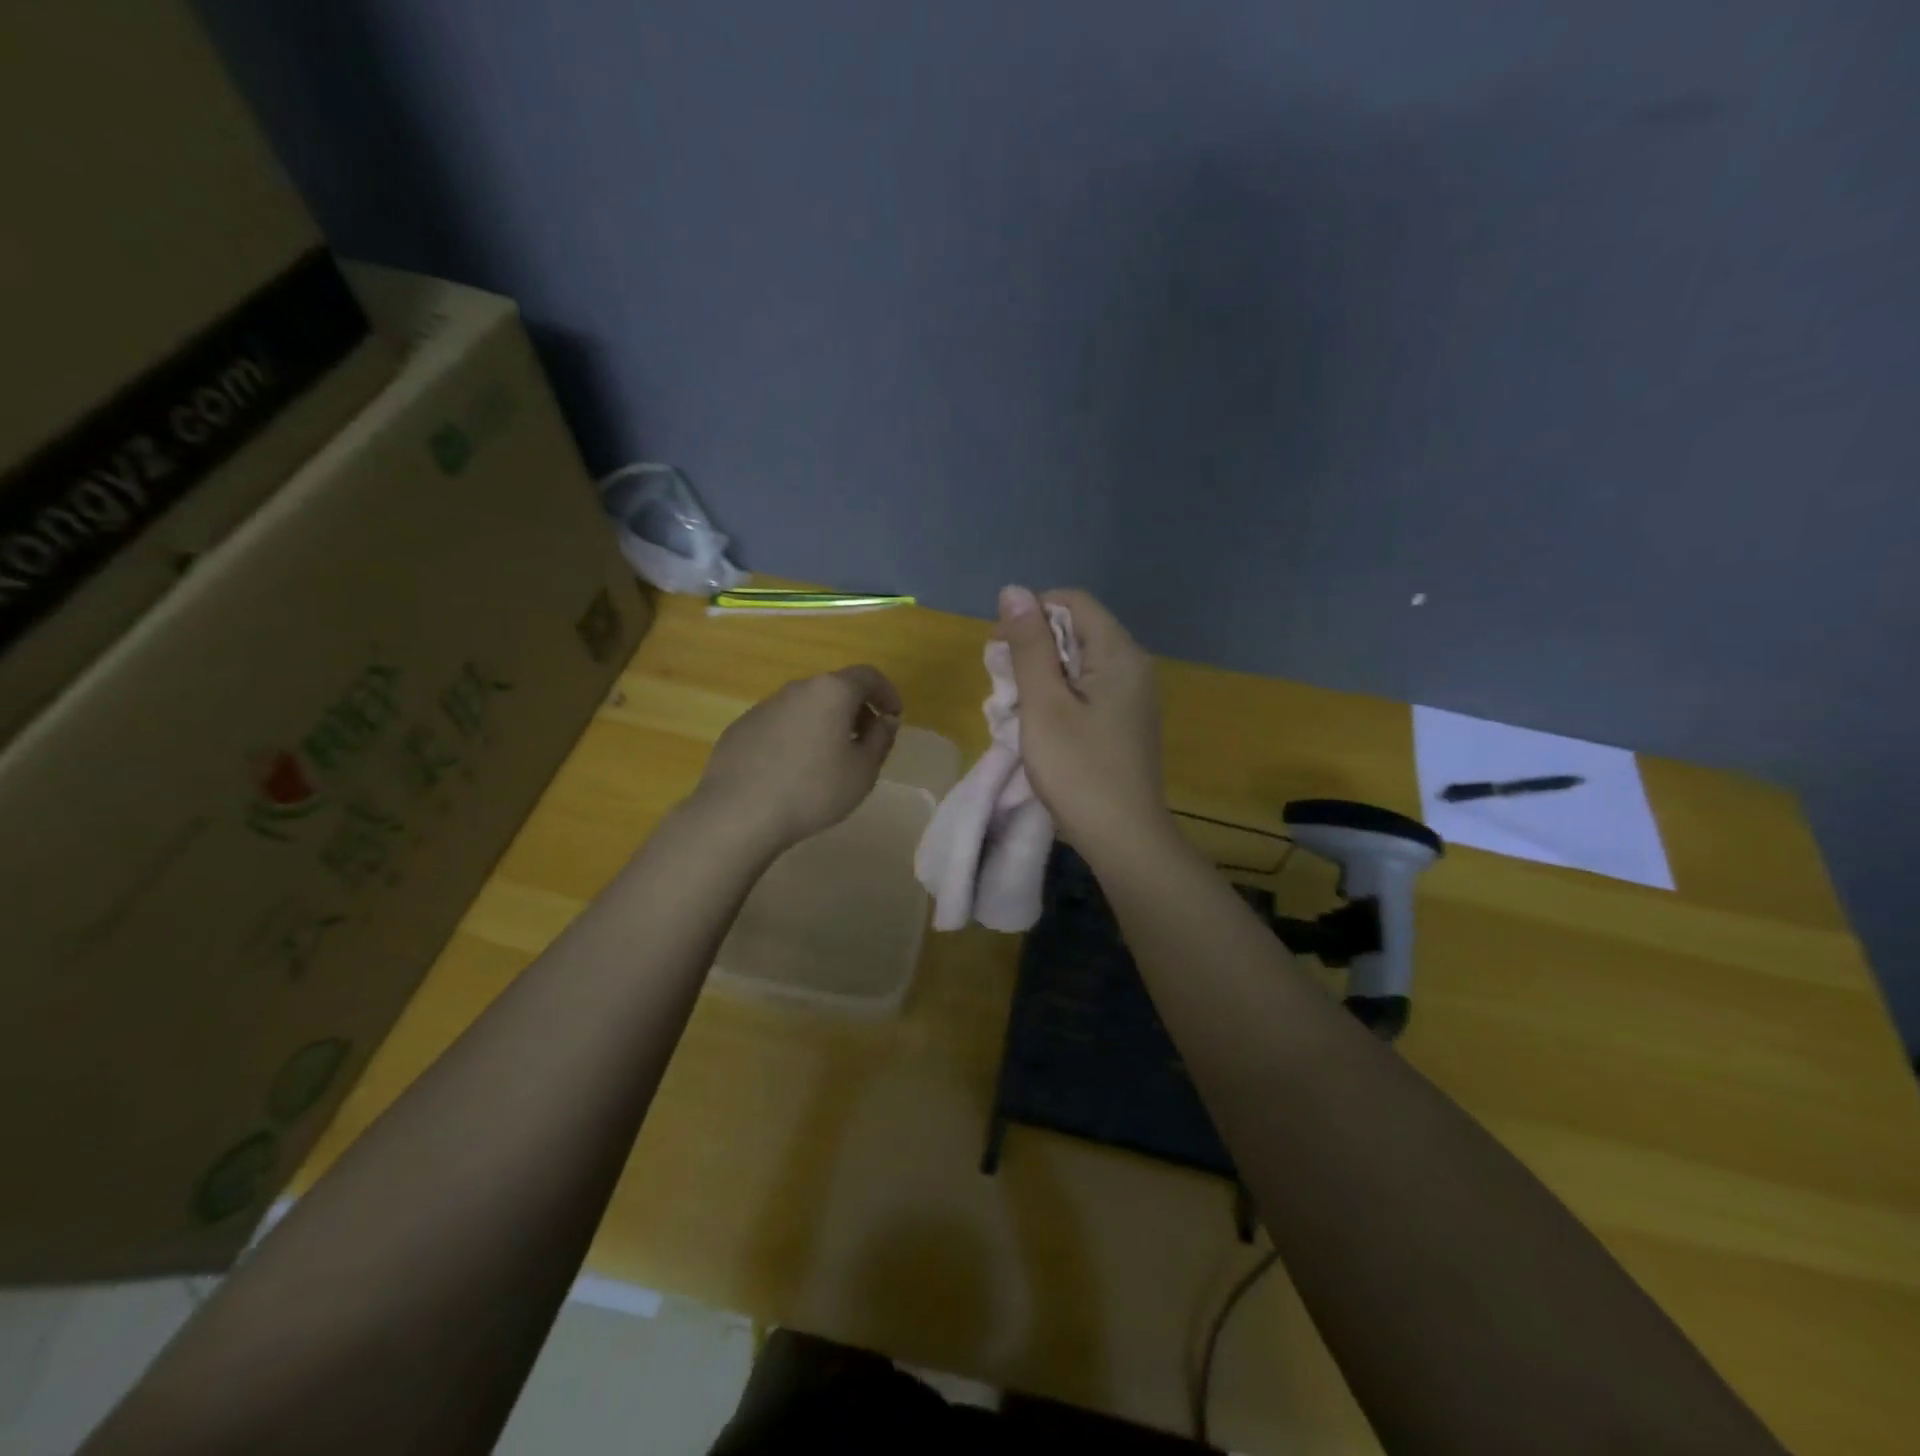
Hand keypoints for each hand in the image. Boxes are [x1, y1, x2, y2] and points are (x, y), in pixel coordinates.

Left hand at [692, 666, 901, 852]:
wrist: (739, 813)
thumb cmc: (813, 790)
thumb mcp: (863, 771)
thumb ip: (881, 739)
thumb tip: (885, 720)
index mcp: (831, 691)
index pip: (868, 676)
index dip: (887, 693)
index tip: (894, 716)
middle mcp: (797, 689)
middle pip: (835, 688)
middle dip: (856, 709)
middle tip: (866, 740)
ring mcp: (764, 706)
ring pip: (805, 706)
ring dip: (824, 723)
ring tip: (830, 758)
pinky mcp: (741, 727)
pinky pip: (780, 724)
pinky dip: (796, 736)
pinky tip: (793, 770)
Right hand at [997, 585, 1166, 847]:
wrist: (1123, 838)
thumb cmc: (1078, 770)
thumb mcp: (1044, 704)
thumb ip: (1030, 645)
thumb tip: (1014, 590)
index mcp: (1119, 653)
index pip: (1072, 602)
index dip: (1031, 614)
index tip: (1001, 649)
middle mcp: (1133, 665)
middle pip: (1076, 630)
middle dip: (1033, 649)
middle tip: (1004, 687)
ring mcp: (1133, 695)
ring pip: (1078, 662)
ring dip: (1041, 677)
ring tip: (1017, 711)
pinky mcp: (1126, 720)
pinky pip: (1088, 689)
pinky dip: (1059, 697)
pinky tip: (1041, 726)